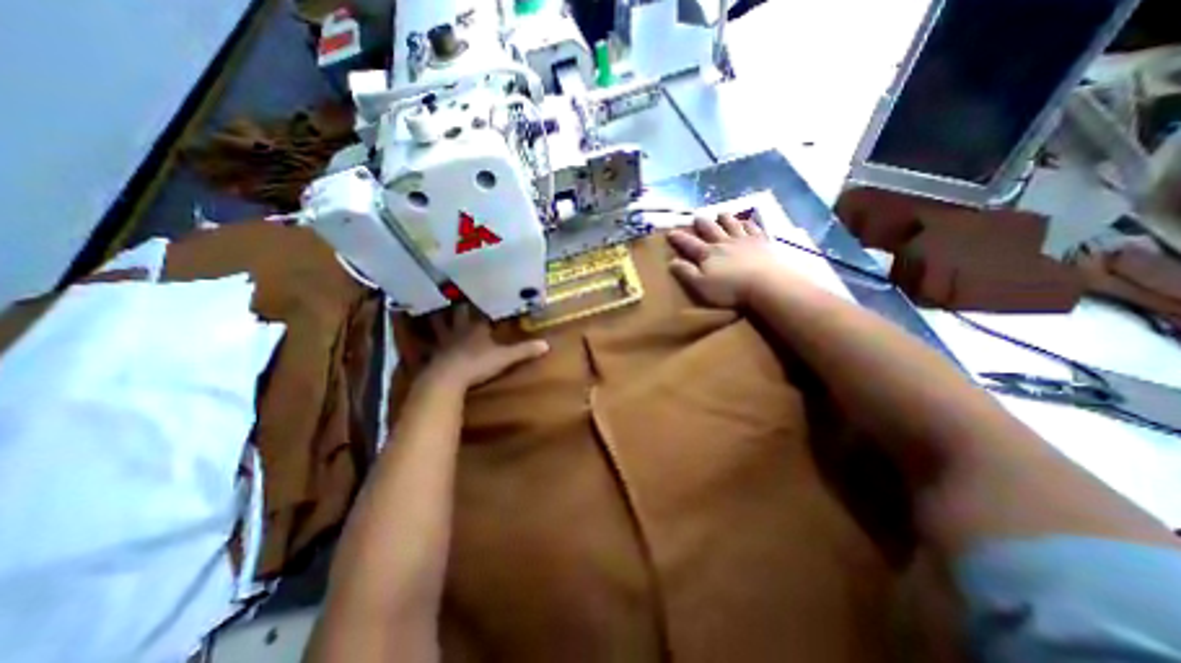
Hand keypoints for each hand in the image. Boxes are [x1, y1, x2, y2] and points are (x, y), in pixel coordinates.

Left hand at [421, 303, 549, 389]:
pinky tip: (419, 340)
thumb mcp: (505, 357)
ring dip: (438, 318)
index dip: (482, 304)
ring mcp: (444, 342)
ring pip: (439, 325)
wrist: (447, 379)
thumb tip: (547, 344)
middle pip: (458, 314)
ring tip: (433, 310)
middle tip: (456, 295)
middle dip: (459, 306)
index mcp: (476, 328)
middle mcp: (459, 330)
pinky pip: (428, 344)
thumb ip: (524, 350)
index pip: (480, 312)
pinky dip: (424, 341)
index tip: (484, 294)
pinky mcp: (433, 356)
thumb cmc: (477, 363)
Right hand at [668, 212, 788, 304]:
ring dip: (725, 218)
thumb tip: (672, 261)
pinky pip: (753, 228)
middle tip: (697, 217)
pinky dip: (748, 223)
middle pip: (710, 229)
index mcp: (707, 254)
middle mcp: (723, 242)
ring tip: (721, 214)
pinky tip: (747, 221)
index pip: (689, 243)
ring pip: (731, 224)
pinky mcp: (762, 242)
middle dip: (702, 223)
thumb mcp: (701, 285)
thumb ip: (686, 272)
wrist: (766, 283)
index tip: (670, 232)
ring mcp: (744, 240)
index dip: (679, 238)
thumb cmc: (730, 289)